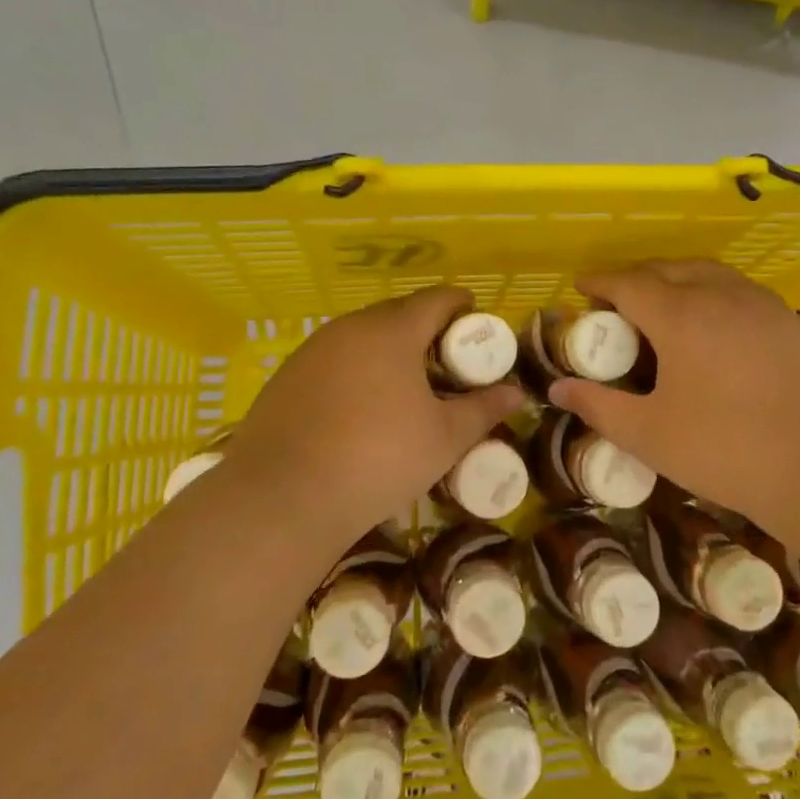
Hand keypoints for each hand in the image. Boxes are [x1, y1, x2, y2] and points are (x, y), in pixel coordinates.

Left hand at [209, 287, 523, 556]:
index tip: (477, 326)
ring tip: (405, 386)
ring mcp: (311, 351)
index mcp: (392, 331)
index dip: (462, 307)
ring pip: (361, 337)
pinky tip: (359, 408)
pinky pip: (333, 360)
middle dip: (426, 330)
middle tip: (446, 363)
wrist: (283, 499)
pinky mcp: (285, 378)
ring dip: (388, 350)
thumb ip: (483, 409)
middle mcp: (349, 328)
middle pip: (397, 314)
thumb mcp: (444, 439)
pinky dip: (355, 370)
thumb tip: (516, 393)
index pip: (437, 300)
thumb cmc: (379, 459)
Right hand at [549, 261, 799, 534]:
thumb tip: (558, 389)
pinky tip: (717, 324)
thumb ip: (598, 406)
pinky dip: (715, 293)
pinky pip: (742, 291)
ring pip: (711, 274)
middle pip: (670, 269)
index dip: (600, 282)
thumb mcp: (648, 434)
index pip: (629, 283)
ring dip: (679, 278)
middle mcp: (721, 296)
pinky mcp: (792, 322)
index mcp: (681, 316)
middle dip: (638, 277)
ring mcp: (763, 305)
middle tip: (618, 300)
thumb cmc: (723, 450)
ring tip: (665, 303)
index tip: (582, 286)